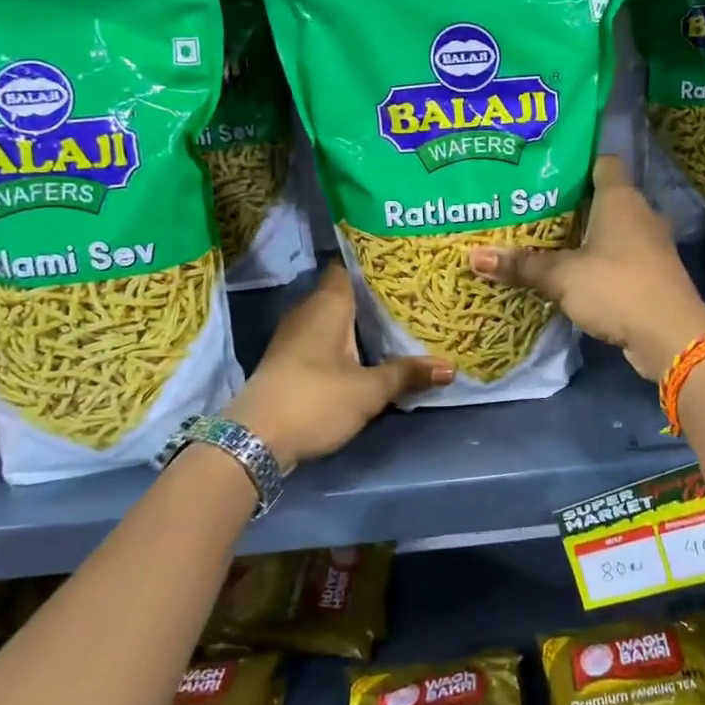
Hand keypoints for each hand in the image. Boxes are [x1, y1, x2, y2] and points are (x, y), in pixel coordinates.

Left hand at [225, 263, 451, 468]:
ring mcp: (294, 337)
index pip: (349, 266)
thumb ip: (407, 374)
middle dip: (374, 295)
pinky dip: (346, 342)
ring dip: (360, 322)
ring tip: (398, 322)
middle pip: (344, 293)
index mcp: (327, 304)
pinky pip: (324, 339)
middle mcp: (307, 311)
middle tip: (413, 295)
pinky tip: (369, 352)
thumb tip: (450, 367)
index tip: (405, 264)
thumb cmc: (315, 400)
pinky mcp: (289, 361)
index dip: (375, 263)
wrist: (253, 441)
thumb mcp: (369, 390)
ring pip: (334, 318)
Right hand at [469, 155, 704, 381]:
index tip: (544, 168)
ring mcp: (650, 245)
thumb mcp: (562, 276)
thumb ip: (522, 265)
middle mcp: (640, 214)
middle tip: (530, 206)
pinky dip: (597, 260)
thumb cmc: (616, 287)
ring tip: (543, 238)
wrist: (670, 336)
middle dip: (570, 202)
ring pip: (611, 229)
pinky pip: (619, 256)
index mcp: (620, 198)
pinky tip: (571, 271)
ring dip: (584, 235)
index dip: (576, 161)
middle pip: (602, 197)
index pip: (602, 162)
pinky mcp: (651, 274)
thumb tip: (473, 257)